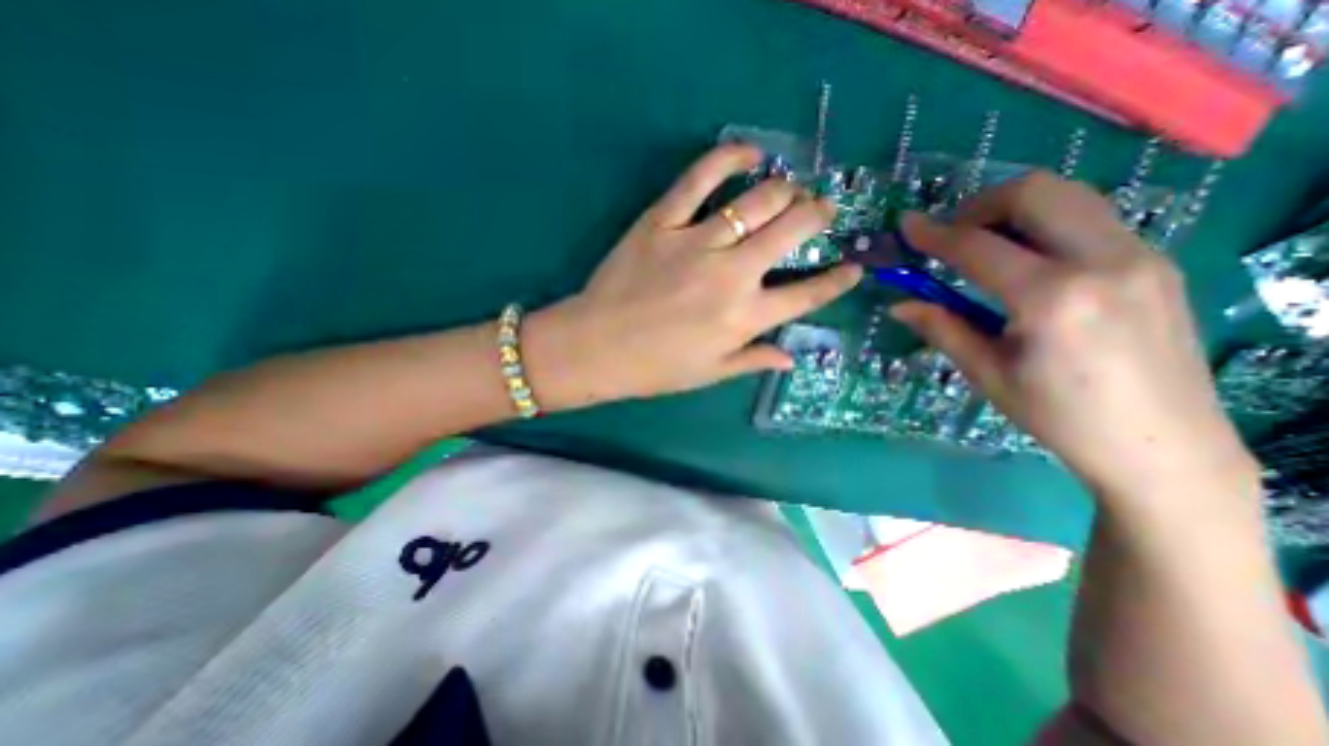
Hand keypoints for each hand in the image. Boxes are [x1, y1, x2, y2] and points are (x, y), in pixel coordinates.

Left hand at [525, 142, 866, 410]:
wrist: (596, 347)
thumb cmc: (655, 368)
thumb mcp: (710, 373)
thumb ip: (754, 359)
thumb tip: (791, 359)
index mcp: (745, 318)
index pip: (807, 295)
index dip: (837, 280)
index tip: (855, 267)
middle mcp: (732, 275)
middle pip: (792, 230)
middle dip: (818, 215)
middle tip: (821, 210)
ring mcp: (697, 242)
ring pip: (758, 200)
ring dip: (785, 190)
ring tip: (791, 190)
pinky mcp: (663, 221)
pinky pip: (700, 177)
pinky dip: (729, 157)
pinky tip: (748, 154)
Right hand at [893, 172, 1259, 503]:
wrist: (1162, 444)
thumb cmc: (1058, 415)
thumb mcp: (986, 373)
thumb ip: (942, 328)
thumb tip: (898, 305)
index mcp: (1052, 298)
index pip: (978, 247)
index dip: (933, 234)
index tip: (906, 225)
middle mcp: (1103, 261)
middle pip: (1034, 193)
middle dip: (978, 205)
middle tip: (949, 235)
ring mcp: (1140, 255)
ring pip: (1068, 196)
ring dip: (1013, 209)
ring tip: (982, 243)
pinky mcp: (1156, 261)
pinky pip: (1090, 218)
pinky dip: (1044, 224)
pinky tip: (1025, 260)